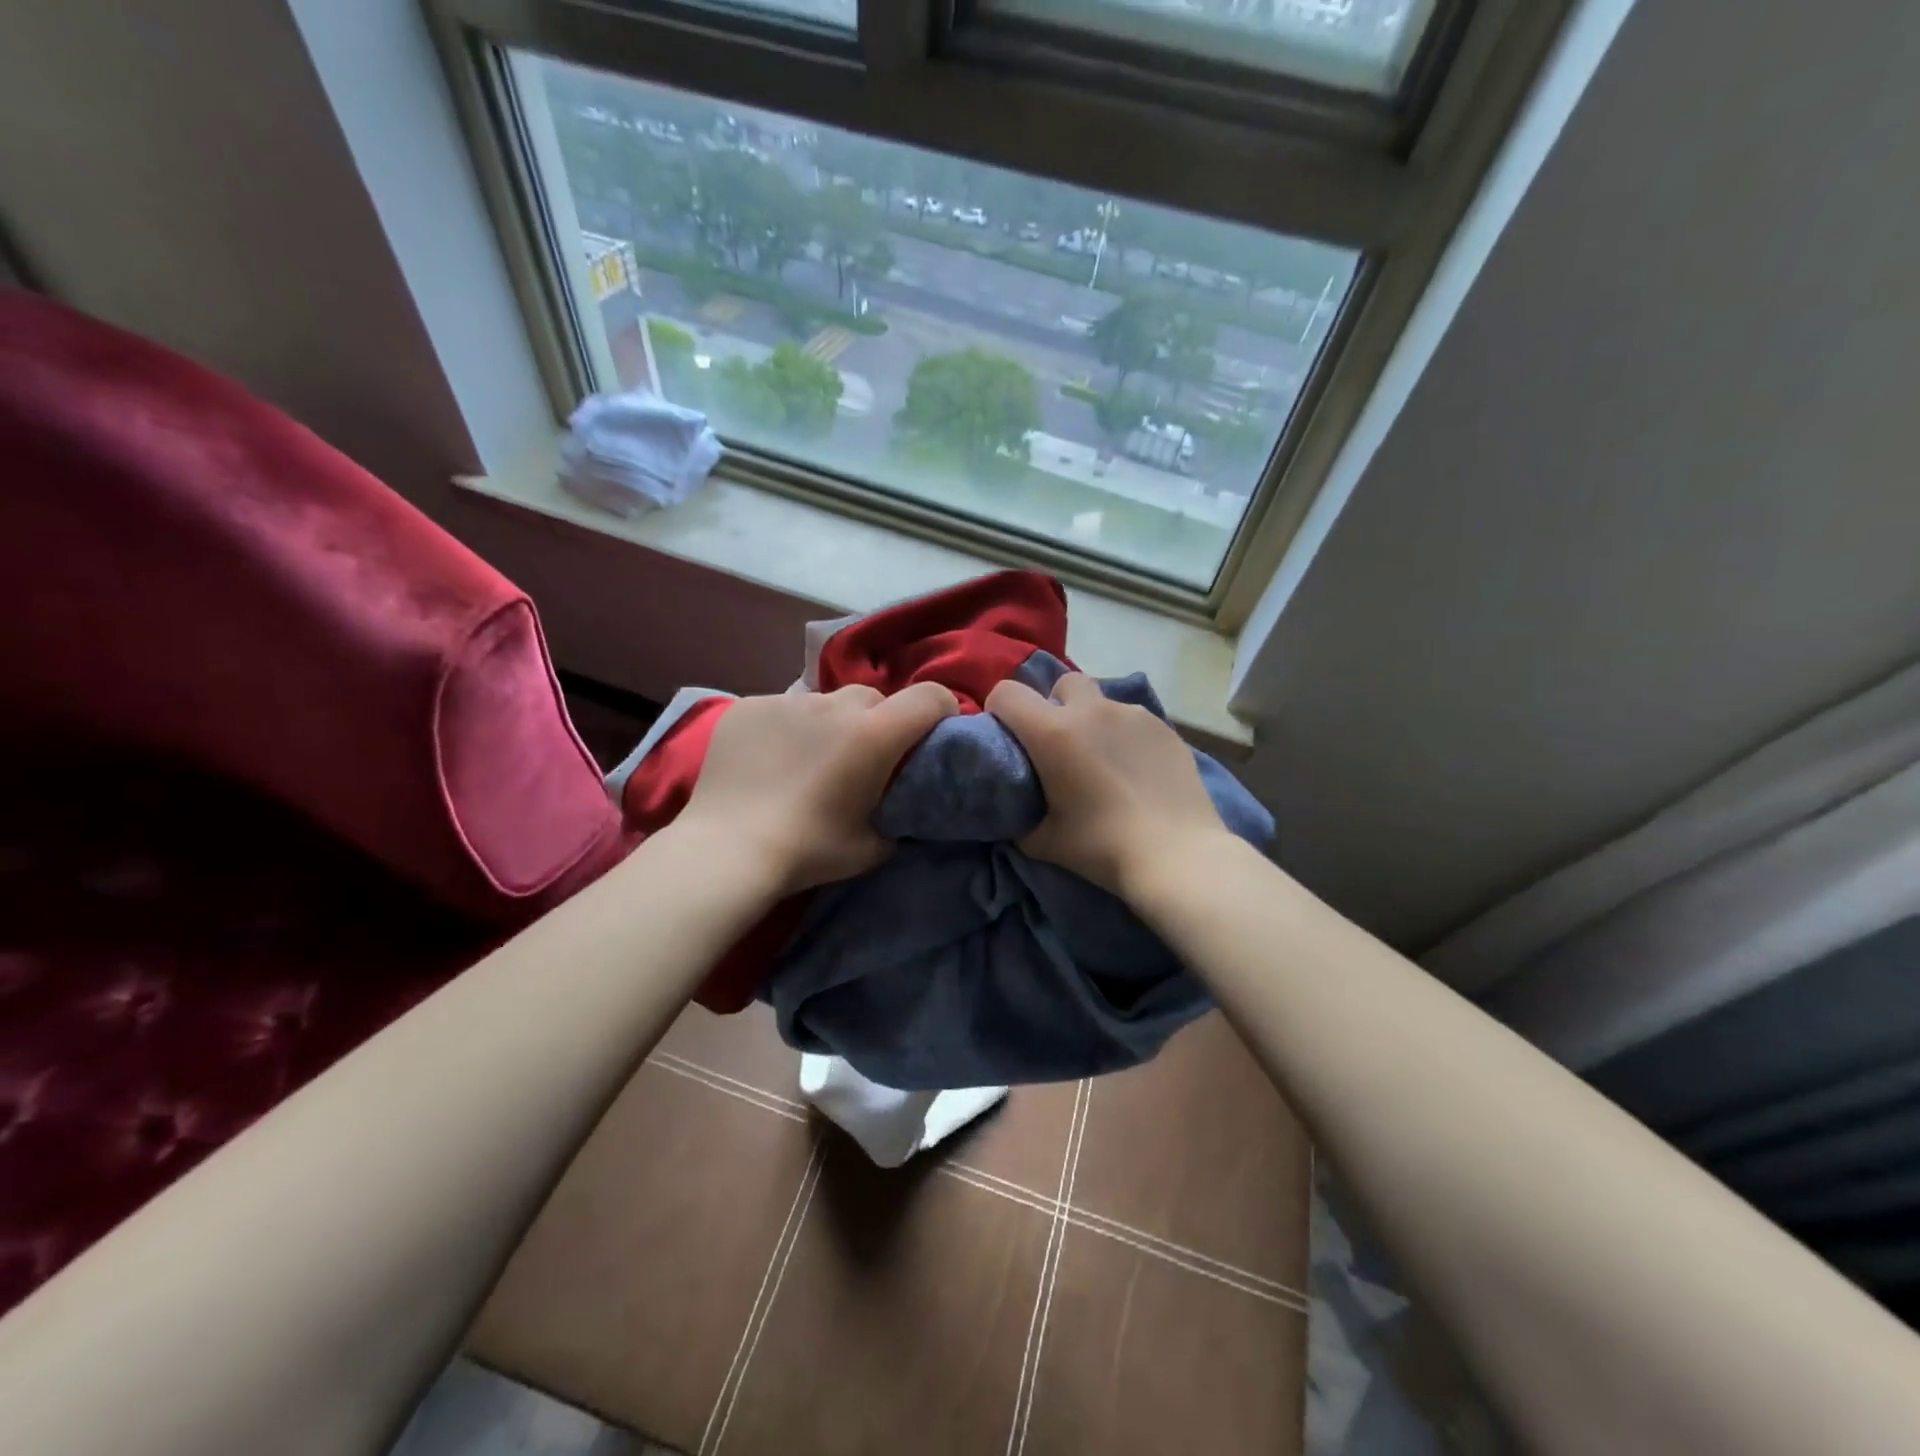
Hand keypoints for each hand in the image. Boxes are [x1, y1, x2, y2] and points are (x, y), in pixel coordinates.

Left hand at [675, 682, 957, 893]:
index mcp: (874, 735)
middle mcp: (835, 706)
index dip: (941, 709)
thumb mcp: (873, 846)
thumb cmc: (808, 851)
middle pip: (873, 697)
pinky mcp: (749, 705)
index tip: (935, 730)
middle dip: (878, 721)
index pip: (929, 696)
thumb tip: (900, 805)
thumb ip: (898, 815)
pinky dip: (787, 727)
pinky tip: (770, 760)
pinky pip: (783, 708)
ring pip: (826, 701)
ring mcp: (788, 700)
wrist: (727, 850)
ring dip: (830, 723)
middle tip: (863, 757)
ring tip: (811, 759)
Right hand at [987, 672, 1230, 898]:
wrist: (1176, 855)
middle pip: (1063, 683)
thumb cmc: (1102, 847)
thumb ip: (1022, 818)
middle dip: (1055, 705)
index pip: (1007, 693)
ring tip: (1104, 762)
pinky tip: (1136, 772)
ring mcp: (1133, 715)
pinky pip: (1133, 721)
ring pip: (1102, 702)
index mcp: (1053, 732)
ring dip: (1093, 722)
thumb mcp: (1043, 841)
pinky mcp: (1165, 728)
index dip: (1000, 710)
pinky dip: (1125, 737)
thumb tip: (1017, 813)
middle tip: (1060, 745)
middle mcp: (1092, 711)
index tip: (1007, 736)